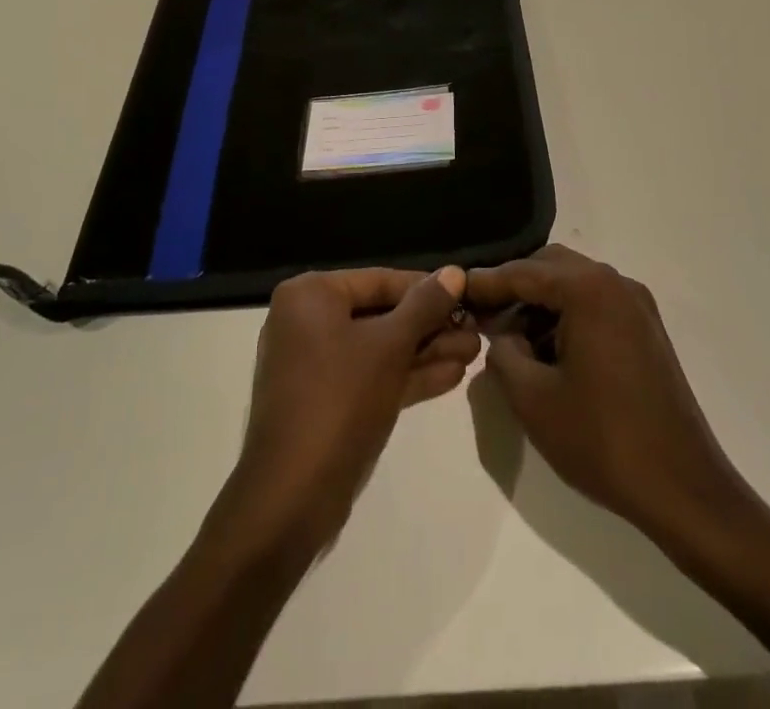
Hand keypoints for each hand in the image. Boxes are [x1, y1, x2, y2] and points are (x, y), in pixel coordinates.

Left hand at [219, 266, 477, 553]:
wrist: (293, 497)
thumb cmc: (340, 400)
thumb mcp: (390, 346)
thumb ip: (424, 305)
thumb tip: (454, 272)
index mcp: (311, 295)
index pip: (380, 280)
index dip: (428, 289)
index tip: (468, 296)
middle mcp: (307, 320)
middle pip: (381, 314)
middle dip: (431, 326)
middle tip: (477, 330)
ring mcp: (315, 363)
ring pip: (379, 348)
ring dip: (426, 351)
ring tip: (475, 352)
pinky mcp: (326, 400)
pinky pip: (371, 376)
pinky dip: (406, 376)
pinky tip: (452, 376)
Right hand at [466, 245, 746, 542]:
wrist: (684, 489)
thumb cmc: (603, 440)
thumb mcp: (533, 399)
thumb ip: (502, 354)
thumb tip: (500, 336)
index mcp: (588, 290)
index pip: (523, 272)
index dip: (486, 282)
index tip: (455, 289)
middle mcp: (615, 283)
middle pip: (551, 266)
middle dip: (514, 286)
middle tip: (482, 315)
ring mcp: (637, 305)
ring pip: (574, 283)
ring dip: (541, 302)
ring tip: (510, 338)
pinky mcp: (647, 330)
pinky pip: (595, 304)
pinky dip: (566, 315)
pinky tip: (547, 350)